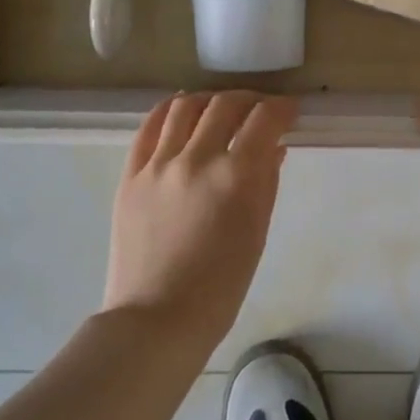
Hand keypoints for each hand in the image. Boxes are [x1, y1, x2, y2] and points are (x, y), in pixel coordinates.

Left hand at [105, 92, 296, 347]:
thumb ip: (266, 183)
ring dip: (209, 100)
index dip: (282, 109)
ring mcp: (158, 165)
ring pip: (185, 107)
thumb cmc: (221, 287)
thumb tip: (274, 147)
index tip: (289, 112)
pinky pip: (148, 127)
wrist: (156, 319)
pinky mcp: (130, 175)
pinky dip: (169, 110)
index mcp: (235, 176)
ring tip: (220, 109)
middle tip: (260, 111)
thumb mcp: (256, 232)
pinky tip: (181, 110)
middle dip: (250, 101)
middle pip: (225, 105)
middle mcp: (196, 159)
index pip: (264, 120)